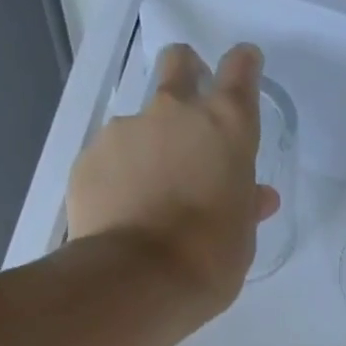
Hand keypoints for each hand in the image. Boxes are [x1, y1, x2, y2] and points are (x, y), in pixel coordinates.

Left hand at [66, 43, 279, 314]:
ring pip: (139, 123)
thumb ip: (245, 206)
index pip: (240, 72)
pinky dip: (118, 177)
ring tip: (148, 196)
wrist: (137, 281)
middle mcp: (174, 114)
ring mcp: (125, 131)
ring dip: (147, 146)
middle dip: (185, 74)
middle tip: (188, 113)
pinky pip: (108, 159)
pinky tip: (121, 212)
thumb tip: (256, 196)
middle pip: (178, 64)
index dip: (243, 67)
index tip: (244, 68)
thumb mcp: (241, 239)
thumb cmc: (208, 261)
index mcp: (225, 128)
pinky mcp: (88, 158)